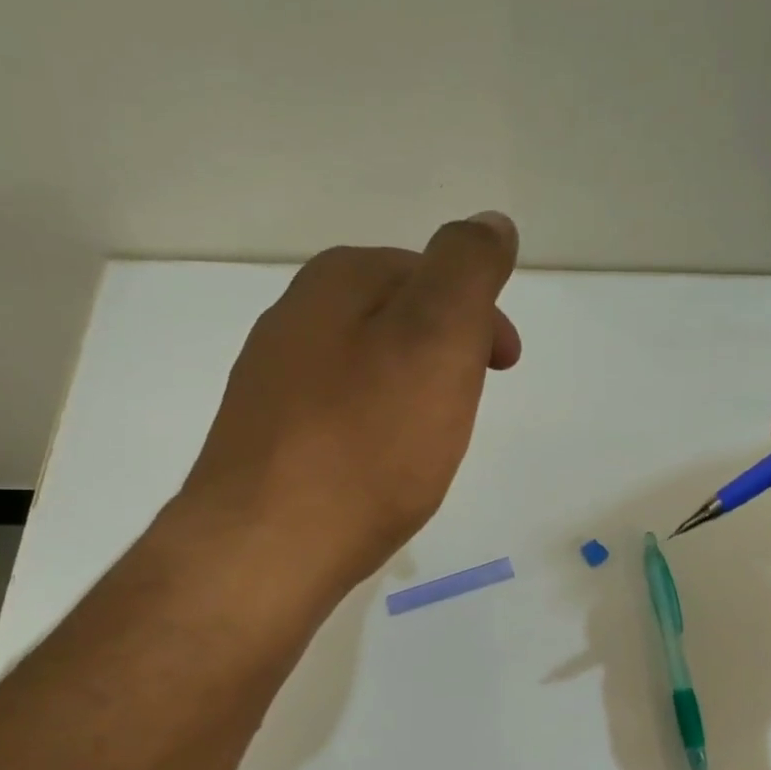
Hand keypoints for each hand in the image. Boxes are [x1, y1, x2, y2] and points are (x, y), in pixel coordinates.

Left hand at [181, 212, 521, 600]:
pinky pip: (339, 416)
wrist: (267, 547)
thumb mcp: (436, 338)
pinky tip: (381, 469)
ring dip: (410, 391)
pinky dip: (374, 429)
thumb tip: (490, 222)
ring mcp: (271, 383)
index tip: (504, 365)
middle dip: (445, 350)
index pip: (427, 270)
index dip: (478, 312)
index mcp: (337, 282)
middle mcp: (294, 320)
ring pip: (365, 369)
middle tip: (472, 402)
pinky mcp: (266, 442)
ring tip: (432, 440)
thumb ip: (468, 270)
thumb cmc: (366, 443)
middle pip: (394, 318)